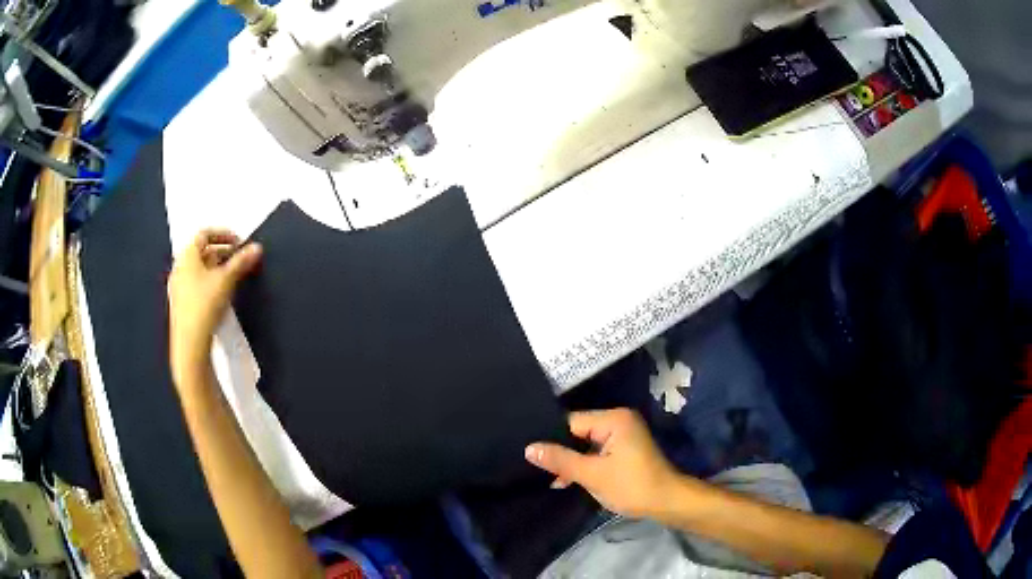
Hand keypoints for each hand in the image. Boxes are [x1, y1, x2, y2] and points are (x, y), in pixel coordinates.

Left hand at [168, 229, 261, 382]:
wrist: (190, 344)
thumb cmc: (204, 306)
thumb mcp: (226, 281)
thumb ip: (241, 262)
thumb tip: (256, 248)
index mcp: (187, 256)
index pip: (204, 234)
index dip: (222, 233)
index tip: (238, 241)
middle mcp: (179, 268)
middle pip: (201, 252)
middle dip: (221, 252)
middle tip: (239, 258)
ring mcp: (178, 287)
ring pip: (199, 269)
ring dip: (216, 268)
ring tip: (232, 276)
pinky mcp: (181, 304)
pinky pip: (196, 284)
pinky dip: (209, 281)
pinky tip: (220, 294)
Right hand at [525, 408, 680, 519]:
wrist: (666, 502)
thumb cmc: (631, 486)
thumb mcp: (592, 475)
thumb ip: (561, 460)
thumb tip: (529, 448)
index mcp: (613, 419)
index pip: (571, 423)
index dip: (551, 439)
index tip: (530, 454)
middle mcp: (618, 420)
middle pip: (578, 432)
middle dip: (560, 451)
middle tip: (534, 467)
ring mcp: (623, 435)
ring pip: (585, 444)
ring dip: (571, 461)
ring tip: (548, 477)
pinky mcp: (624, 449)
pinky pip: (596, 451)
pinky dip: (584, 464)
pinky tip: (566, 479)